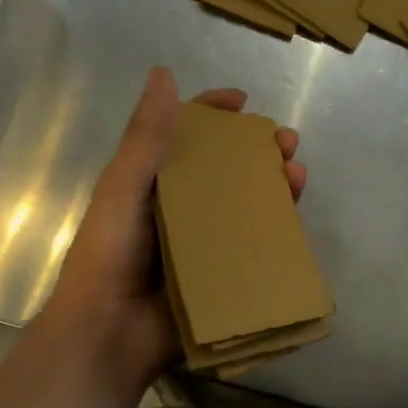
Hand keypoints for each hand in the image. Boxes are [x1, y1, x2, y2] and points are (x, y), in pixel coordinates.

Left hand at [35, 67, 305, 398]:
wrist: (109, 333)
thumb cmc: (109, 255)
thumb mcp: (123, 188)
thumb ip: (146, 137)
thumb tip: (164, 74)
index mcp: (153, 185)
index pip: (186, 137)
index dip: (213, 114)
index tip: (243, 102)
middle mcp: (182, 210)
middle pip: (227, 170)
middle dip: (259, 151)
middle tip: (287, 143)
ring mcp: (205, 245)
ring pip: (248, 207)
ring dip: (275, 187)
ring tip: (298, 177)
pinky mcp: (223, 277)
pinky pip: (255, 249)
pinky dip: (277, 232)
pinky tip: (296, 221)